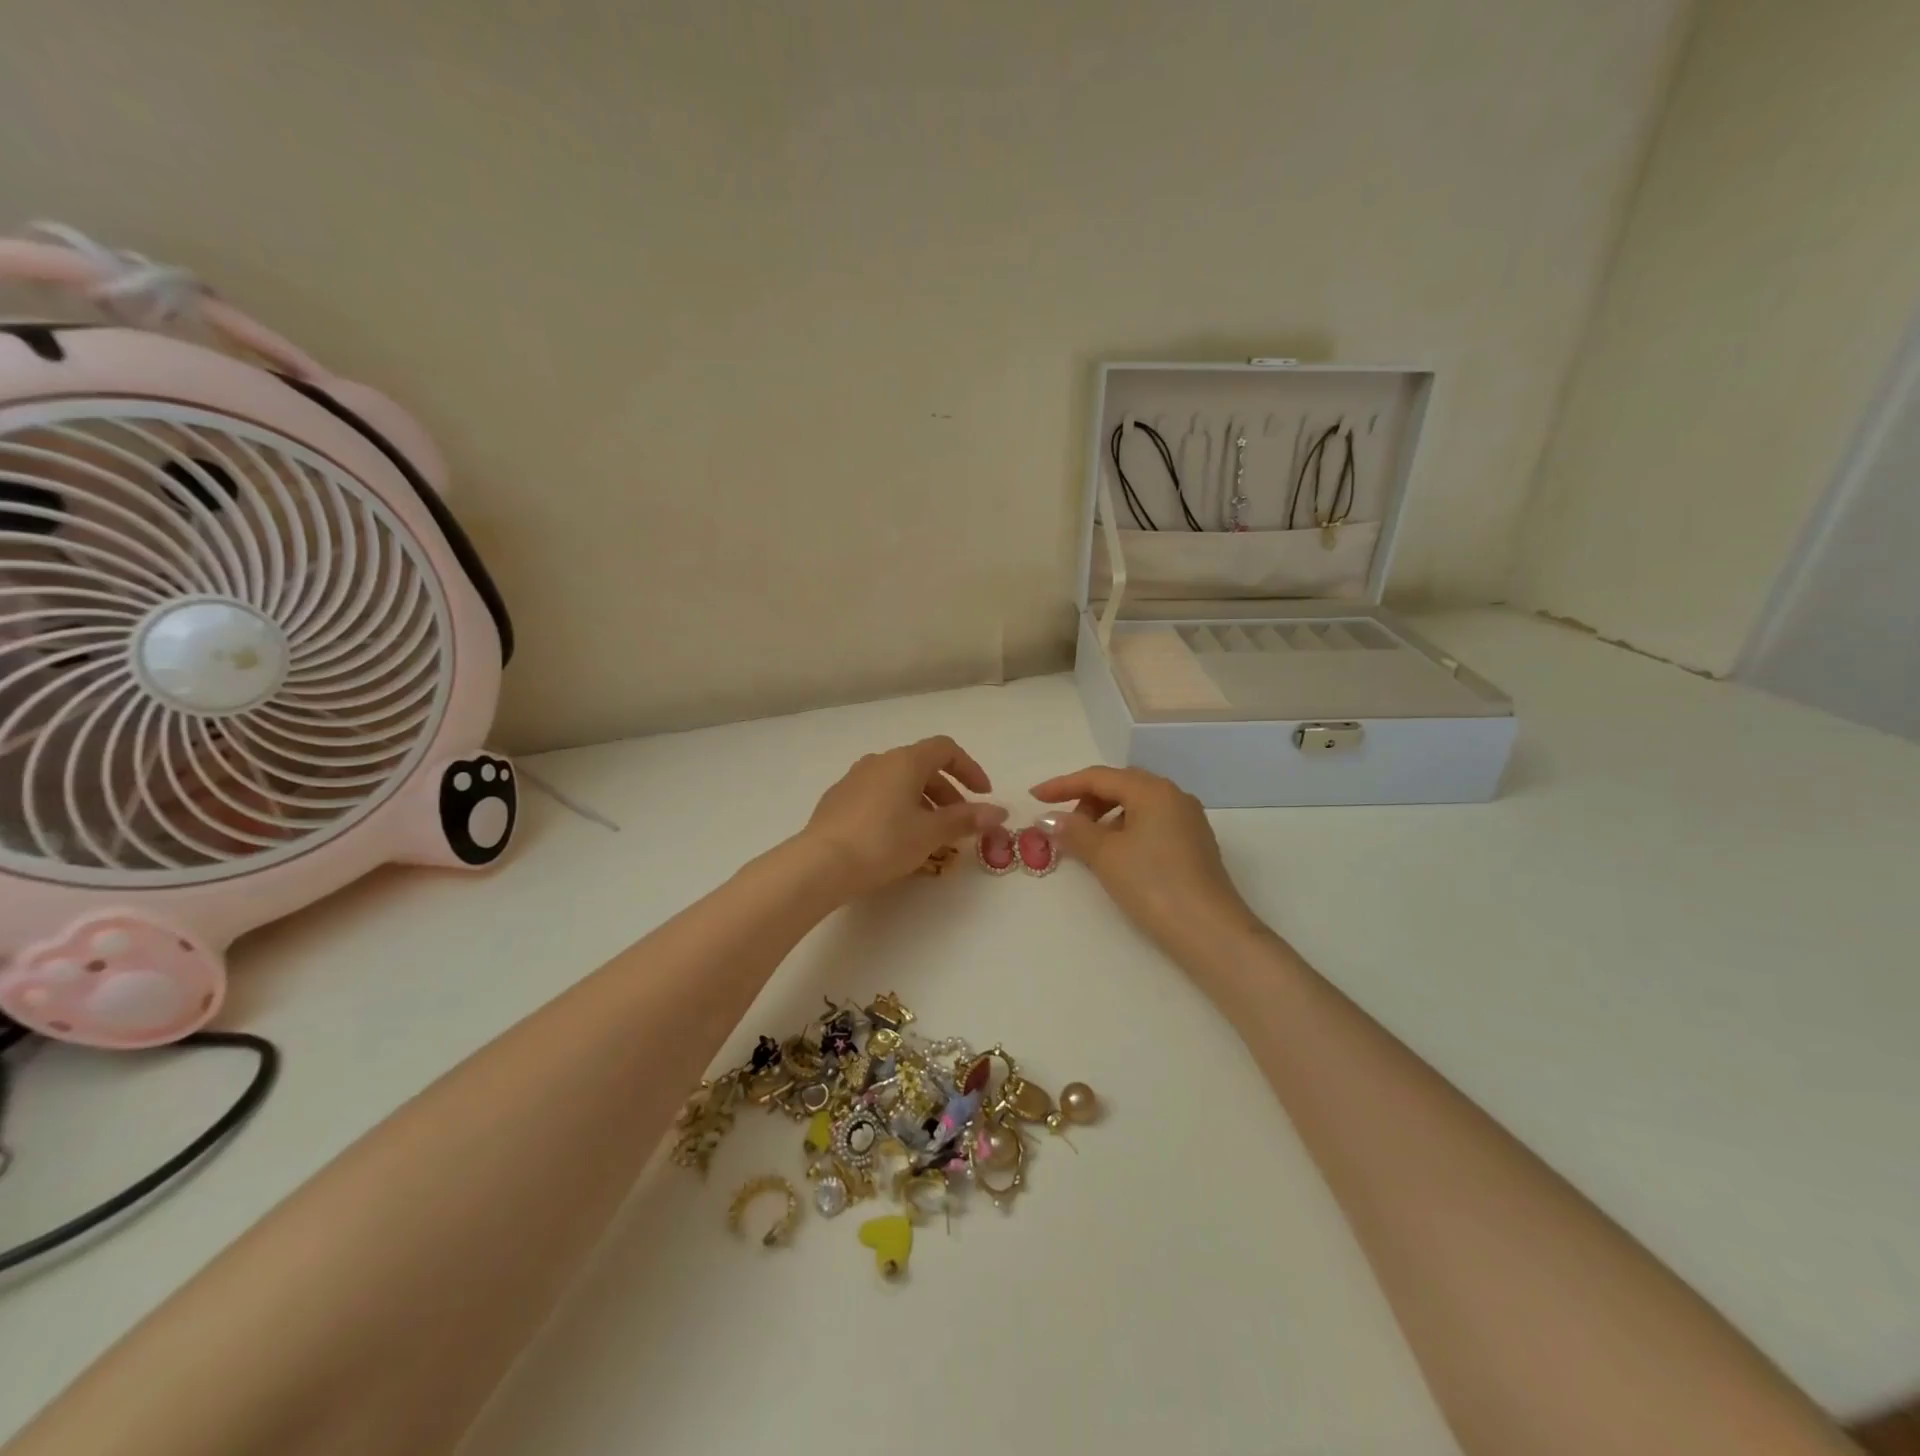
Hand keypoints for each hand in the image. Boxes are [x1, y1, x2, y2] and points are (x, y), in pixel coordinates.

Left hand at [803, 736, 1007, 898]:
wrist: (821, 864)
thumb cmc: (883, 842)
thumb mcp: (931, 833)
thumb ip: (966, 819)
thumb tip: (998, 812)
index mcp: (905, 761)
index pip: (946, 749)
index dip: (969, 769)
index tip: (983, 795)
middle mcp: (879, 761)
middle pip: (922, 766)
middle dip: (947, 792)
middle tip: (959, 823)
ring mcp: (854, 779)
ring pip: (899, 782)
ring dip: (922, 802)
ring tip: (929, 834)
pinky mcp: (837, 799)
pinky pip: (877, 795)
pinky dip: (896, 808)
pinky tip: (895, 838)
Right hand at [1032, 766, 1264, 962]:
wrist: (1209, 932)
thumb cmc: (1153, 884)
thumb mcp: (1106, 855)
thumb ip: (1074, 831)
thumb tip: (1047, 818)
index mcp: (1153, 790)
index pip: (1099, 777)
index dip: (1063, 785)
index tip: (1034, 796)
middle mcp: (1174, 796)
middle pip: (1120, 786)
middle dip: (1086, 800)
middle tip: (1063, 825)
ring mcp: (1188, 821)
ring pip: (1137, 806)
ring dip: (1106, 817)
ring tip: (1087, 844)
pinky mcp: (1194, 845)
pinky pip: (1151, 824)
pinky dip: (1126, 830)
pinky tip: (1116, 855)